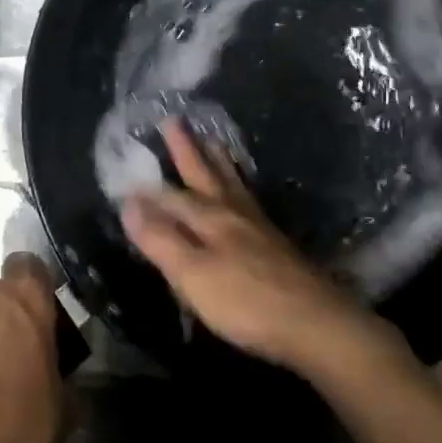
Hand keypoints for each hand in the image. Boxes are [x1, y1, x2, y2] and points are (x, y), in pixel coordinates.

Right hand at [120, 119, 399, 378]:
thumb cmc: (246, 301)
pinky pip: (249, 199)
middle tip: (174, 120)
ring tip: (213, 141)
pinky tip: (242, 193)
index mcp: (210, 219)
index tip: (127, 171)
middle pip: (206, 175)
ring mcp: (258, 227)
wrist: (314, 322)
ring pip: (232, 184)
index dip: (148, 189)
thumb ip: (160, 239)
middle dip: (188, 150)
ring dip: (218, 161)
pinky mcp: (276, 244)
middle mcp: (233, 214)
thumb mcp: (192, 274)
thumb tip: (129, 202)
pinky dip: (239, 185)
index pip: (171, 197)